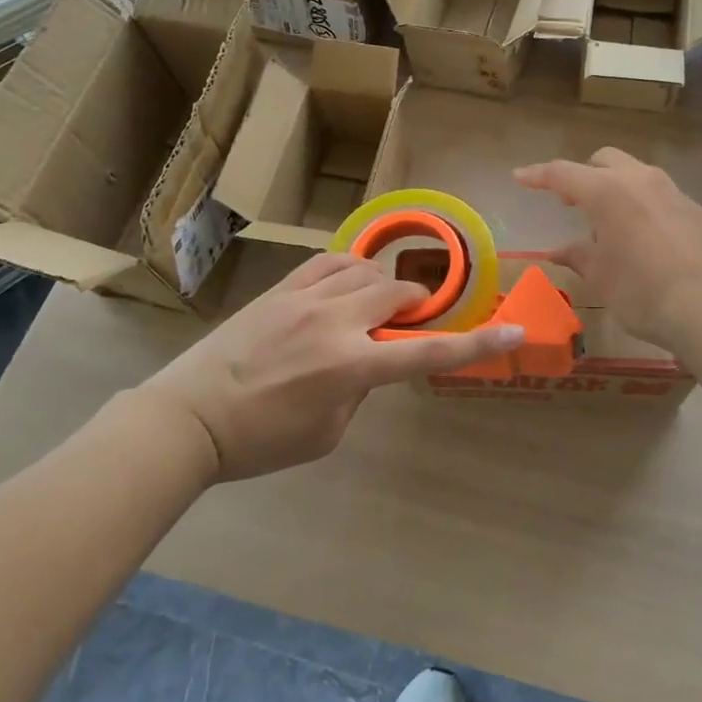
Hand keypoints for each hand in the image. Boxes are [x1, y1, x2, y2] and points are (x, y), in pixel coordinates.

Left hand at [142, 253, 524, 481]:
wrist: (189, 417)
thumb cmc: (260, 440)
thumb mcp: (327, 433)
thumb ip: (360, 390)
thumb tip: (369, 358)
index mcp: (351, 367)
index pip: (428, 353)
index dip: (476, 345)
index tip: (512, 330)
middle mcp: (335, 322)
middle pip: (399, 294)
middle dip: (414, 306)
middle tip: (404, 324)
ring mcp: (306, 298)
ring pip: (368, 269)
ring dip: (383, 286)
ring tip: (371, 306)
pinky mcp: (282, 288)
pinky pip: (332, 261)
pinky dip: (351, 269)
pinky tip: (347, 284)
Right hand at [515, 148, 701, 346]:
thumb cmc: (644, 292)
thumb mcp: (602, 278)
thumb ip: (579, 256)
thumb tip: (559, 251)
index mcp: (608, 192)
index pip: (563, 173)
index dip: (538, 175)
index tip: (520, 176)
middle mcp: (640, 180)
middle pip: (604, 161)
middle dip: (583, 176)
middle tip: (571, 203)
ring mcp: (672, 191)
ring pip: (635, 173)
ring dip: (615, 188)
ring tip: (608, 225)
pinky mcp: (694, 208)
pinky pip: (659, 194)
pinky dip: (641, 204)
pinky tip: (643, 236)